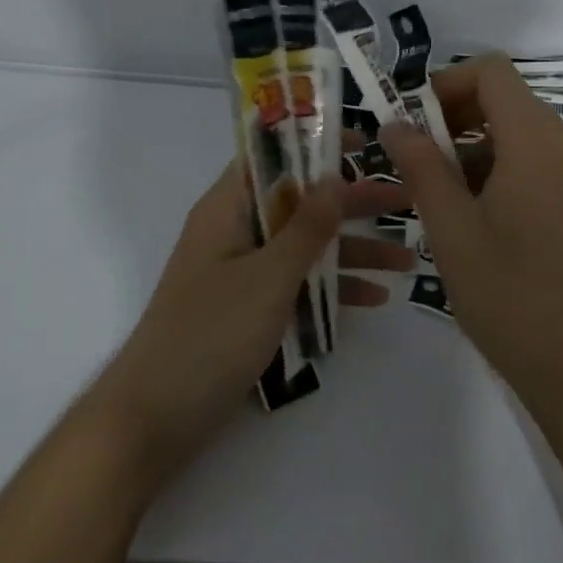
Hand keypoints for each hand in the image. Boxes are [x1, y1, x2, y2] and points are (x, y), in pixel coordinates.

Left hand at [100, 157, 413, 479]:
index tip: (365, 143)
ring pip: (303, 247)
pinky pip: (296, 286)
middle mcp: (234, 232)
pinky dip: (331, 289)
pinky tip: (374, 299)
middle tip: (405, 202)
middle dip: (350, 204)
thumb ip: (305, 228)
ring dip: (351, 251)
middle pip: (298, 203)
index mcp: (227, 209)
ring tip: (408, 260)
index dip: (315, 144)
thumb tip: (333, 176)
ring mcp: (241, 273)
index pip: (272, 156)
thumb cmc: (210, 335)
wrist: (155, 419)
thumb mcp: (268, 277)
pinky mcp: (248, 310)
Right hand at [378, 56, 562, 442]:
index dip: (444, 84)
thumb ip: (422, 167)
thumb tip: (394, 123)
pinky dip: (504, 173)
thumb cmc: (512, 298)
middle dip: (454, 120)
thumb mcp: (452, 231)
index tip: (411, 124)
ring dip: (476, 150)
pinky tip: (480, 221)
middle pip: (507, 101)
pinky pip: (542, 166)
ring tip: (441, 200)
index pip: (491, 72)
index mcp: (538, 142)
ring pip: (522, 136)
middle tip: (416, 164)